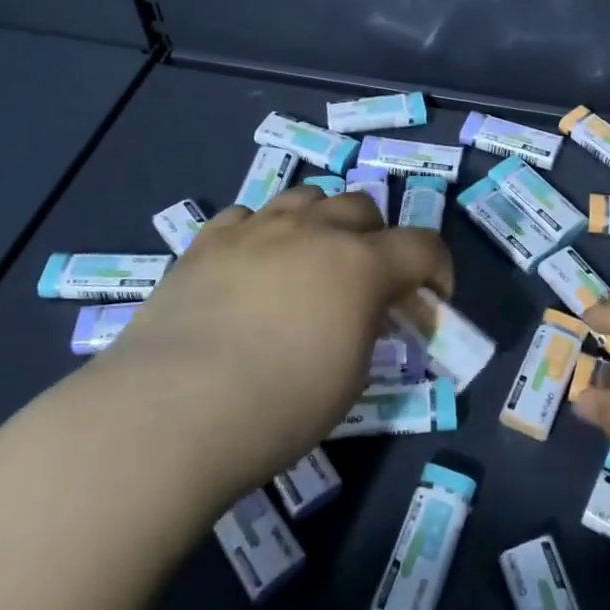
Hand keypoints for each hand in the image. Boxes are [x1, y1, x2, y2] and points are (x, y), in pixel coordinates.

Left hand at [72, 186, 450, 506]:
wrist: (170, 413)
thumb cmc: (278, 408)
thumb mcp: (351, 377)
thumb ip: (369, 328)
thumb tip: (365, 312)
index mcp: (361, 264)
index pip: (423, 245)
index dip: (438, 268)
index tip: (433, 298)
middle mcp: (314, 230)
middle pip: (363, 207)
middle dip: (378, 238)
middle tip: (366, 280)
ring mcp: (256, 228)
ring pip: (308, 197)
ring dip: (322, 222)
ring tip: (310, 260)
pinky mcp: (208, 241)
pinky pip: (249, 215)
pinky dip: (265, 233)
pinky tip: (253, 265)